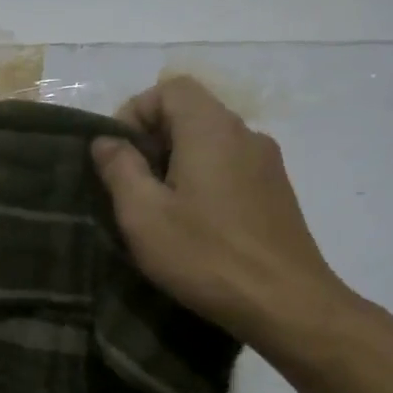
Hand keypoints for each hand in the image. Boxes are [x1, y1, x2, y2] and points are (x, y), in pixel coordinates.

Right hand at [89, 76, 351, 349]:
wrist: (287, 305)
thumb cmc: (206, 255)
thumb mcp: (143, 214)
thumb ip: (119, 168)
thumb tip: (106, 140)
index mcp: (211, 129)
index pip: (171, 88)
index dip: (136, 111)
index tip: (119, 154)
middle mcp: (245, 134)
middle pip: (191, 112)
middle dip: (152, 139)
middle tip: (131, 185)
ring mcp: (267, 163)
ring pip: (210, 141)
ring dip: (176, 162)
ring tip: (159, 208)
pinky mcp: (277, 192)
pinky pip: (230, 166)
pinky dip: (203, 179)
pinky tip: (194, 223)